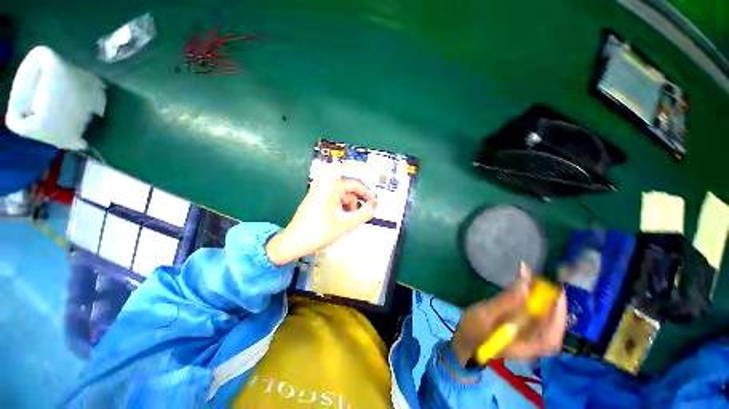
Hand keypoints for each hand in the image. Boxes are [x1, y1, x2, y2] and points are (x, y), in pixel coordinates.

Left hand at [266, 178, 377, 264]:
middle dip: (354, 205)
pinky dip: (339, 208)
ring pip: (341, 197)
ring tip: (343, 223)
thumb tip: (374, 205)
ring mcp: (317, 190)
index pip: (356, 185)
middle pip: (348, 191)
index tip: (375, 203)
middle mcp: (323, 184)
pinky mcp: (314, 197)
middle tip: (354, 220)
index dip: (368, 194)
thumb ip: (365, 213)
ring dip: (347, 208)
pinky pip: (333, 199)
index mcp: (331, 186)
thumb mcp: (347, 223)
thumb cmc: (320, 232)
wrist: (294, 242)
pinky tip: (337, 220)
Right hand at [451, 263, 566, 366]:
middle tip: (542, 280)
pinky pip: (532, 314)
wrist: (464, 340)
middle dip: (549, 301)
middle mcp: (531, 344)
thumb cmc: (472, 329)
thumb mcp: (485, 315)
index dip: (558, 317)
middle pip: (550, 325)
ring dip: (539, 297)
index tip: (557, 294)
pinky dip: (531, 299)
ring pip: (542, 318)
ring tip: (531, 277)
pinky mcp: (521, 327)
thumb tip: (525, 286)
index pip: (551, 337)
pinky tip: (525, 285)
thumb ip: (505, 302)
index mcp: (524, 347)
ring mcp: (527, 336)